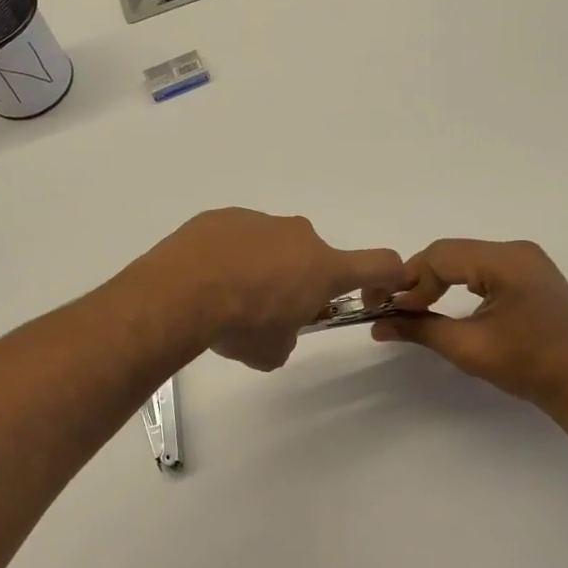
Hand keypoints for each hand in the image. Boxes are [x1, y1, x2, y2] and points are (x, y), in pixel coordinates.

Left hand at [141, 209, 407, 370]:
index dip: (387, 279)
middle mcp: (298, 236)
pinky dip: (231, 255)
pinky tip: (205, 278)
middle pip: (313, 259)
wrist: (180, 291)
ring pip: (273, 246)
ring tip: (227, 296)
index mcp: (322, 268)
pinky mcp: (224, 216)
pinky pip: (239, 237)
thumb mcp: (273, 351)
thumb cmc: (239, 324)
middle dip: (300, 282)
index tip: (375, 293)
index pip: (379, 265)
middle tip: (268, 311)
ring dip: (262, 268)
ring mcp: (260, 221)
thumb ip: (288, 338)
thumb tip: (278, 331)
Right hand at [372, 239, 567, 425]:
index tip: (390, 308)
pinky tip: (448, 303)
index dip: (410, 280)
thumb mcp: (468, 348)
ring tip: (418, 308)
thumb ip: (420, 329)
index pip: (440, 256)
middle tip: (397, 307)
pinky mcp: (532, 276)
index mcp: (505, 260)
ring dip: (439, 281)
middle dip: (421, 280)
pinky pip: (484, 268)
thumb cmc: (530, 366)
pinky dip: (460, 282)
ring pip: (466, 260)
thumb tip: (379, 325)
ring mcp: (527, 261)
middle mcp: (516, 251)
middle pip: (452, 253)